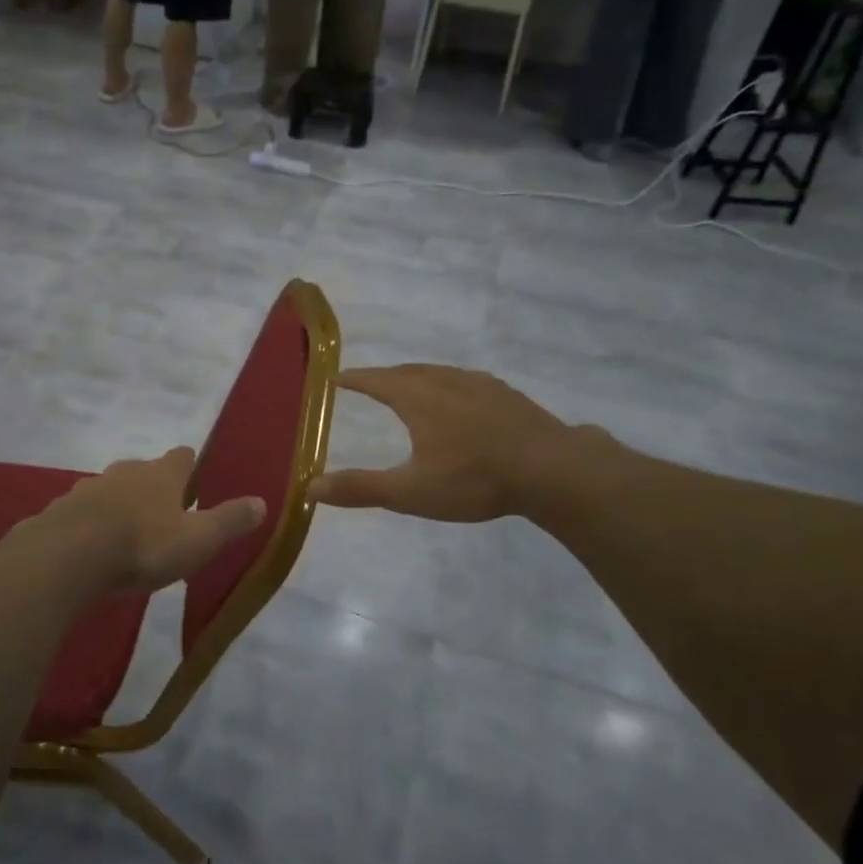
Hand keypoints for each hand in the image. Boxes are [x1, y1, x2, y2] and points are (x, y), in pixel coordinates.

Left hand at [32, 446, 265, 597]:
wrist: (67, 557)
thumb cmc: (143, 545)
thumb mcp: (197, 539)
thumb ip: (229, 521)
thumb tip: (262, 502)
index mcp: (161, 474)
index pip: (183, 456)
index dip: (191, 466)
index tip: (196, 480)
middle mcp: (125, 471)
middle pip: (144, 471)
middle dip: (154, 488)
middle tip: (164, 515)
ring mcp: (88, 488)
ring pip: (110, 490)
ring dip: (120, 505)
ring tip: (127, 534)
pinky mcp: (60, 511)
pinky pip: (82, 513)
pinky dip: (90, 524)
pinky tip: (92, 548)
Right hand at [311, 365, 614, 522]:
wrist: (552, 469)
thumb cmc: (474, 479)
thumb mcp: (411, 492)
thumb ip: (361, 488)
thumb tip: (311, 486)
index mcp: (419, 398)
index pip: (376, 380)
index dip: (354, 379)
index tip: (336, 377)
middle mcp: (446, 381)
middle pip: (407, 371)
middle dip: (384, 376)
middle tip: (370, 382)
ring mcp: (481, 385)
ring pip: (439, 372)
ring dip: (417, 376)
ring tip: (410, 386)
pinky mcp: (507, 395)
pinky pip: (465, 380)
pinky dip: (448, 384)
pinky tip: (461, 399)